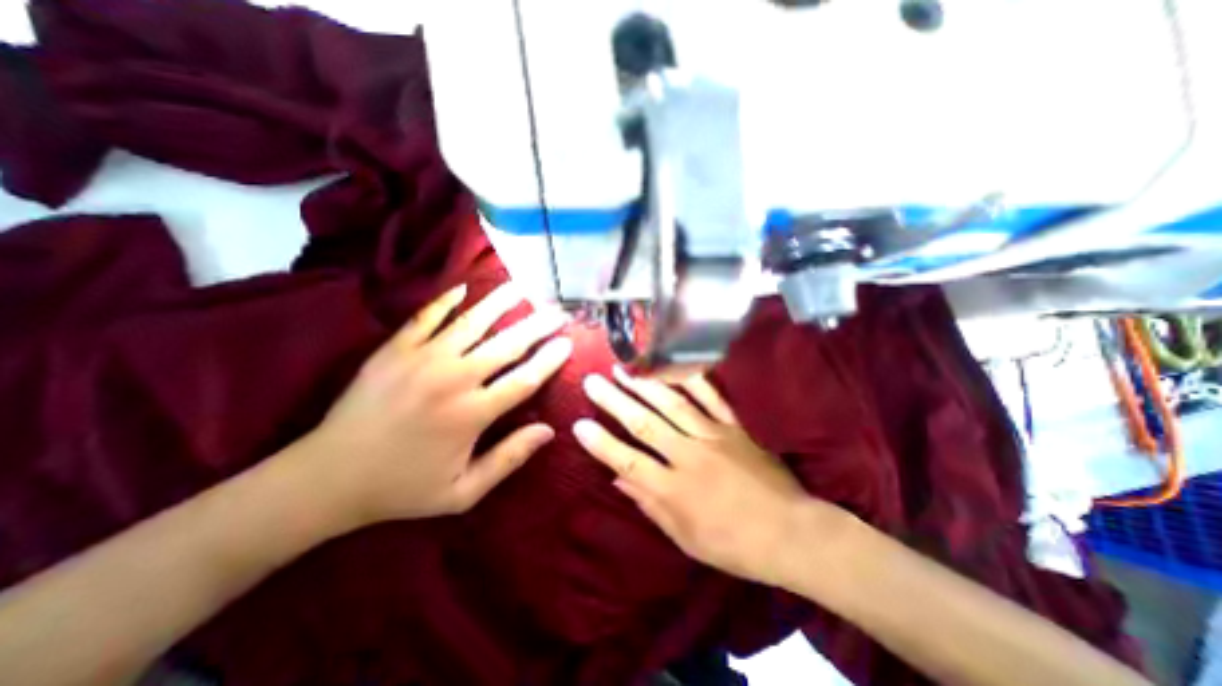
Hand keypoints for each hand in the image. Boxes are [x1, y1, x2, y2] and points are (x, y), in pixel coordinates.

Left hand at [292, 280, 571, 526]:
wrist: (326, 477)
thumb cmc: (401, 487)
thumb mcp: (462, 492)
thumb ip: (508, 459)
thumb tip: (549, 431)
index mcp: (472, 414)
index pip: (525, 379)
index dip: (550, 360)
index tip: (567, 343)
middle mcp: (453, 379)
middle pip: (507, 345)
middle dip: (538, 326)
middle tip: (558, 311)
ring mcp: (421, 359)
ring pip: (471, 322)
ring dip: (499, 303)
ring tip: (520, 288)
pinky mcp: (394, 350)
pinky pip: (426, 317)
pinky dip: (446, 301)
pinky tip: (463, 289)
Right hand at [577, 370, 846, 590]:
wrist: (791, 534)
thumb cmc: (734, 545)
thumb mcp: (685, 538)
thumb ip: (650, 505)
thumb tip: (618, 479)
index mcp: (675, 490)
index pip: (628, 461)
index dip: (601, 443)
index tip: (579, 424)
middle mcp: (689, 456)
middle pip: (644, 424)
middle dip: (614, 401)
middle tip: (592, 381)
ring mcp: (714, 436)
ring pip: (672, 404)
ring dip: (644, 384)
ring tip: (623, 367)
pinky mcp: (735, 427)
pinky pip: (712, 398)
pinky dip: (692, 379)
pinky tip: (673, 365)